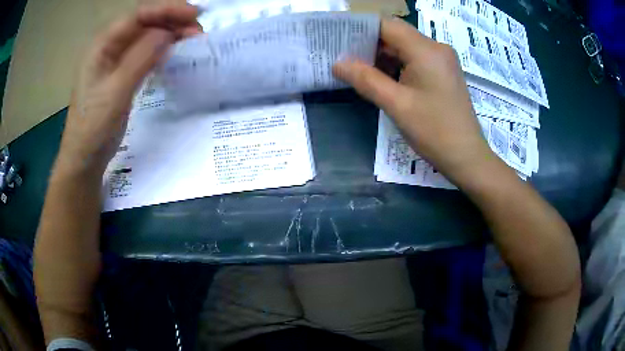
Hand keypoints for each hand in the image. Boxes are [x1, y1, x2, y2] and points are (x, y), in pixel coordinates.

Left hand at [54, 3, 200, 177]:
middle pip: (144, 22)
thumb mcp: (116, 92)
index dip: (167, 10)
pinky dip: (162, 49)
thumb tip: (169, 32)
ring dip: (170, 34)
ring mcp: (115, 60)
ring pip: (146, 36)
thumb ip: (141, 58)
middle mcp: (109, 46)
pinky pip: (145, 53)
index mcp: (102, 45)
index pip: (138, 15)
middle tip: (197, 32)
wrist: (84, 159)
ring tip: (192, 39)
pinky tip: (174, 52)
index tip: (194, 16)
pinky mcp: (122, 73)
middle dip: (171, 21)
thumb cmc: (93, 127)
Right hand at [333, 18, 495, 183]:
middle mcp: (436, 48)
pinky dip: (396, 64)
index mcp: (426, 50)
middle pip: (396, 34)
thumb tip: (338, 63)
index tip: (338, 38)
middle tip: (342, 55)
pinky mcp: (443, 72)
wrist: (466, 157)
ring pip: (404, 47)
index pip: (387, 25)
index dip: (361, 28)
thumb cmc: (434, 131)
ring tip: (356, 67)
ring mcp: (441, 60)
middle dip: (368, 43)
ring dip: (382, 55)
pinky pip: (414, 59)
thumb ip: (365, 79)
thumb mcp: (396, 105)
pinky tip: (381, 77)